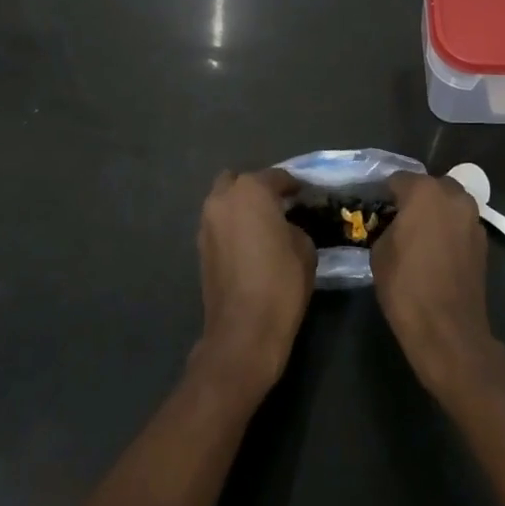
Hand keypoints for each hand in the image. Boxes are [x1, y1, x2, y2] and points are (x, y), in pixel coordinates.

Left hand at [195, 168, 315, 398]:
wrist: (244, 329)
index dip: (293, 185)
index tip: (304, 194)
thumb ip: (293, 225)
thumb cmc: (281, 282)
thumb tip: (284, 226)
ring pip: (224, 202)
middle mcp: (223, 199)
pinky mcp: (200, 246)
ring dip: (241, 207)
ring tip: (263, 225)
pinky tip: (249, 243)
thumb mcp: (304, 247)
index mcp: (251, 191)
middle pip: (240, 182)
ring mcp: (206, 222)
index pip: (276, 177)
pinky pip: (219, 224)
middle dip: (257, 189)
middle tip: (278, 206)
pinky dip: (232, 226)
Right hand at [373, 172, 502, 400]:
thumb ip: (387, 226)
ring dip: (436, 211)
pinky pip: (461, 223)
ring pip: (450, 203)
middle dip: (415, 197)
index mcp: (424, 192)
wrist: (447, 328)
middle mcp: (454, 196)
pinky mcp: (484, 241)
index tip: (376, 206)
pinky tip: (436, 249)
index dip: (385, 192)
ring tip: (419, 233)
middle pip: (430, 186)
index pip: (398, 179)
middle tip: (399, 217)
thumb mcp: (379, 251)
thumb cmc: (405, 285)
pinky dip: (449, 229)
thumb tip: (394, 224)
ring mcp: (473, 218)